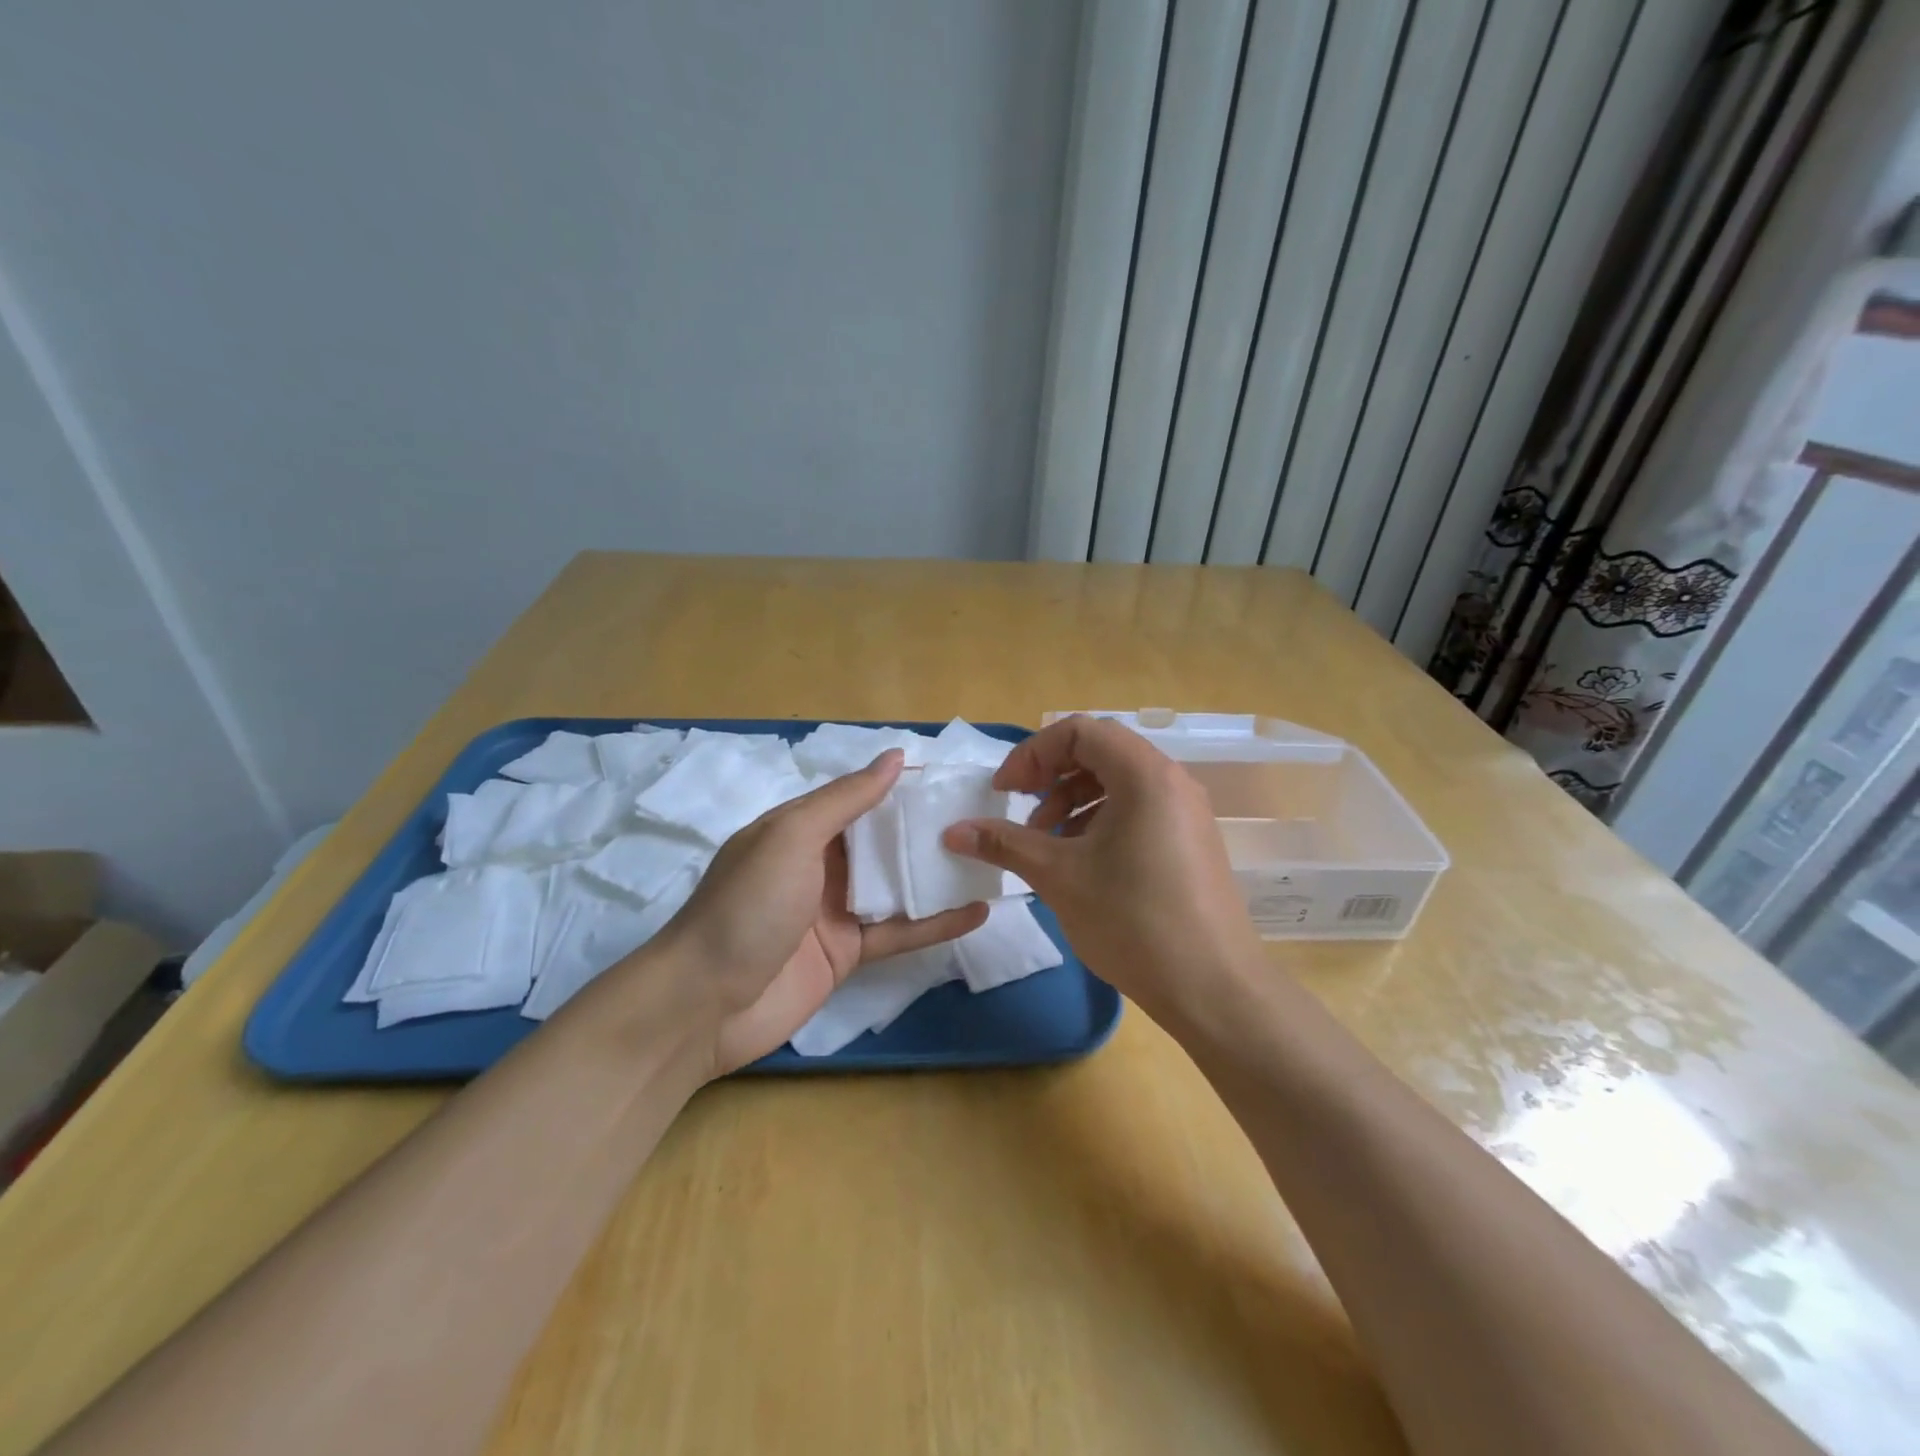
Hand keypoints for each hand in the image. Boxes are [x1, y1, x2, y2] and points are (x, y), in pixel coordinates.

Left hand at [656, 750, 986, 1076]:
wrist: (702, 1006)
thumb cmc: (746, 907)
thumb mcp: (791, 838)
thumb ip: (845, 799)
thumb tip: (894, 757)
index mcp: (799, 829)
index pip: (859, 796)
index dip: (902, 786)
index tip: (952, 777)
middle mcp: (819, 864)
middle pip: (882, 840)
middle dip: (926, 828)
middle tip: (984, 815)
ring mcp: (835, 911)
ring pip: (896, 885)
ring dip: (936, 873)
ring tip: (991, 858)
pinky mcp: (849, 954)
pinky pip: (900, 932)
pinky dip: (936, 923)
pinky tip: (978, 912)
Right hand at [941, 715, 1261, 1027]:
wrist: (1213, 989)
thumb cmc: (1132, 920)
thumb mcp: (1058, 876)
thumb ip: (1004, 843)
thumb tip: (953, 831)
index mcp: (1143, 774)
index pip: (1079, 731)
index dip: (1032, 754)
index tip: (1004, 792)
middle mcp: (1171, 780)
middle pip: (1100, 751)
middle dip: (1051, 775)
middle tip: (1022, 810)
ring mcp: (1186, 811)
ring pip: (1119, 781)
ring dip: (1073, 799)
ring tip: (1047, 841)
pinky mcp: (1191, 840)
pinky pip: (1139, 808)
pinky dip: (1101, 819)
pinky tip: (1081, 860)